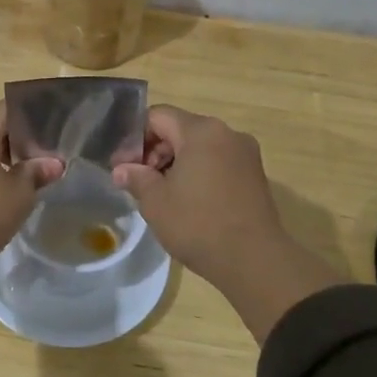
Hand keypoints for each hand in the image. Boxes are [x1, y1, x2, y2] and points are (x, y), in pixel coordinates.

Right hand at [113, 106, 344, 341]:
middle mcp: (227, 133)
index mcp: (201, 131)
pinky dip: (198, 173)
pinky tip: (188, 201)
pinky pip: (217, 162)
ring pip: (200, 147)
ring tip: (161, 195)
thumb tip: (122, 170)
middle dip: (155, 152)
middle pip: (180, 129)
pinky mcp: (255, 175)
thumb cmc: (198, 224)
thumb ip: (135, 177)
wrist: (254, 260)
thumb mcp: (155, 201)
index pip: (157, 117)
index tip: (123, 167)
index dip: (135, 139)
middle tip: (138, 182)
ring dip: (176, 164)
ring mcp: (245, 154)